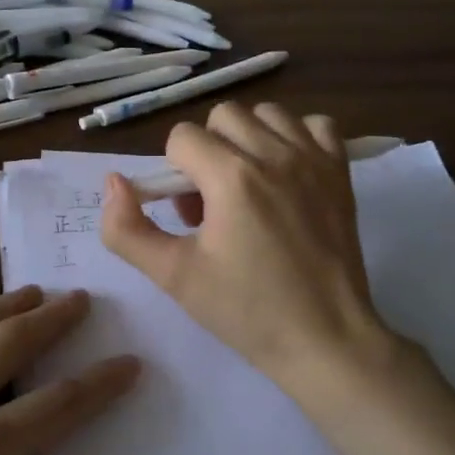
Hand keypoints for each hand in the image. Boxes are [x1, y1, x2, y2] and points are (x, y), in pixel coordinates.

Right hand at [100, 101, 396, 391]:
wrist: (325, 340)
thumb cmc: (246, 310)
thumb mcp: (173, 276)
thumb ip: (126, 229)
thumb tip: (114, 182)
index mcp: (231, 177)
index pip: (182, 137)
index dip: (174, 173)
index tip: (188, 214)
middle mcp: (274, 154)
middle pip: (222, 117)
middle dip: (207, 151)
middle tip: (214, 201)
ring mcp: (313, 159)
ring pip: (267, 114)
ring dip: (249, 139)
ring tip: (250, 184)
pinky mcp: (341, 172)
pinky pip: (316, 125)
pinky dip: (297, 138)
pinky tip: (289, 172)